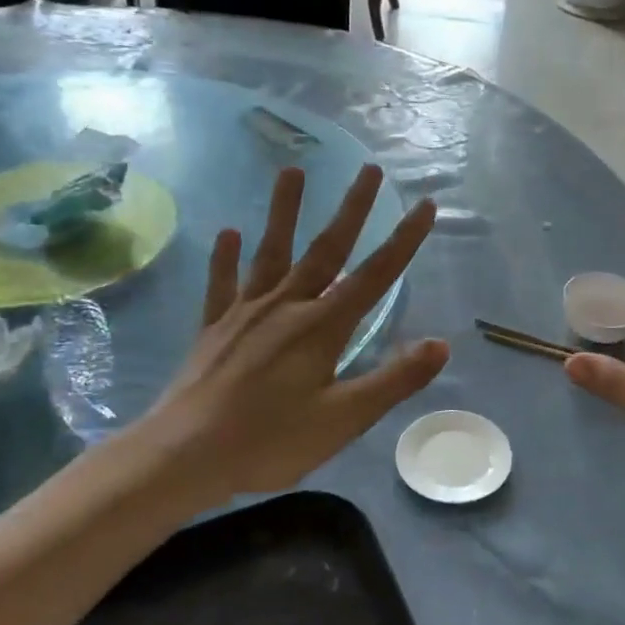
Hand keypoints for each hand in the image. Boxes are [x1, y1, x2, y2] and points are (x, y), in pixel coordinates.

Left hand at [130, 164, 447, 510]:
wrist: (183, 455)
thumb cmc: (271, 441)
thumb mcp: (345, 419)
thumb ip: (394, 380)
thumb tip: (441, 344)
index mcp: (323, 327)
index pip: (376, 275)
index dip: (404, 240)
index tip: (426, 205)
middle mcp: (287, 306)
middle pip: (327, 249)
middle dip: (352, 208)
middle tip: (369, 169)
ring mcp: (246, 313)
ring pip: (271, 252)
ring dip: (284, 211)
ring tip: (292, 170)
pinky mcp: (215, 328)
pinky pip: (222, 284)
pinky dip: (225, 258)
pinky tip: (228, 233)